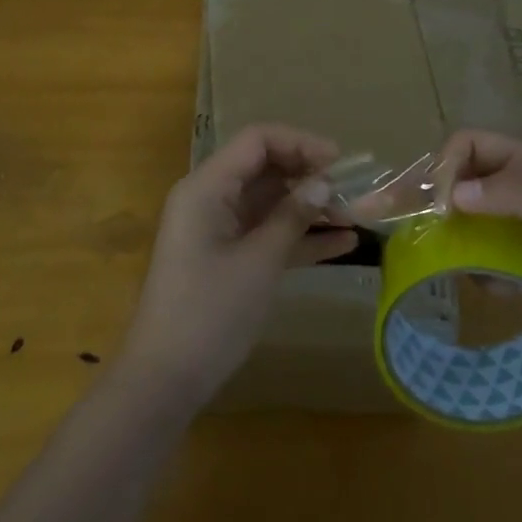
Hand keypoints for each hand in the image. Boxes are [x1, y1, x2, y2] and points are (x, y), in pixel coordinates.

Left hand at [120, 124, 356, 406]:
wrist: (165, 380)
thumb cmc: (210, 312)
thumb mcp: (259, 261)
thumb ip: (293, 217)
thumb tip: (324, 183)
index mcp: (207, 187)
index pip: (257, 141)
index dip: (300, 143)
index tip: (339, 161)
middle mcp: (211, 198)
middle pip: (265, 168)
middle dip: (309, 176)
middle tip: (352, 191)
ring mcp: (219, 229)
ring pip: (270, 202)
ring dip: (310, 207)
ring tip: (356, 216)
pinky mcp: (228, 258)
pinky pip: (268, 234)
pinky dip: (300, 236)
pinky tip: (343, 245)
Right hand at [440, 129, 521, 338]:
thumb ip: (514, 195)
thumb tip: (452, 196)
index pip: (467, 146)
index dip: (446, 167)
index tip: (439, 205)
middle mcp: (512, 189)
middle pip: (455, 183)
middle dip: (424, 198)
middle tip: (382, 214)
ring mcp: (515, 229)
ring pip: (463, 226)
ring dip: (453, 242)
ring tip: (444, 262)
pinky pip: (484, 264)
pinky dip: (483, 275)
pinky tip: (503, 288)